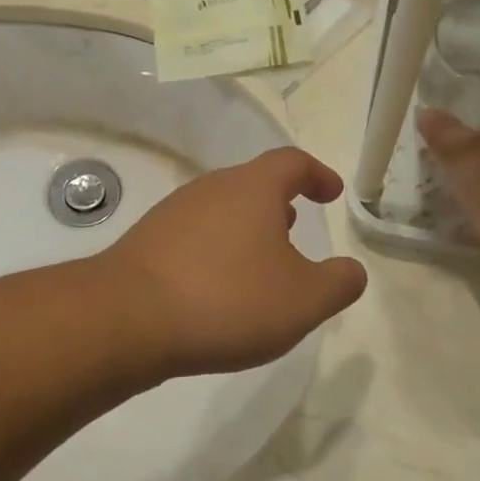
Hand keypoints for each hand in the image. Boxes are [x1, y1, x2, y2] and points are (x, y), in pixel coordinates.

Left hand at [102, 147, 368, 377]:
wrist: (128, 319)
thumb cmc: (228, 300)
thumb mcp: (303, 300)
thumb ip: (339, 283)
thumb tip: (351, 271)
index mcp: (252, 188)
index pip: (292, 162)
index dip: (318, 174)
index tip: (332, 194)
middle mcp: (210, 189)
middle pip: (252, 184)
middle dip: (279, 203)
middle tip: (295, 227)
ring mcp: (172, 213)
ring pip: (221, 210)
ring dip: (246, 229)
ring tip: (260, 262)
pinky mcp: (145, 242)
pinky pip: (193, 237)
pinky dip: (216, 251)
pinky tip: (216, 288)